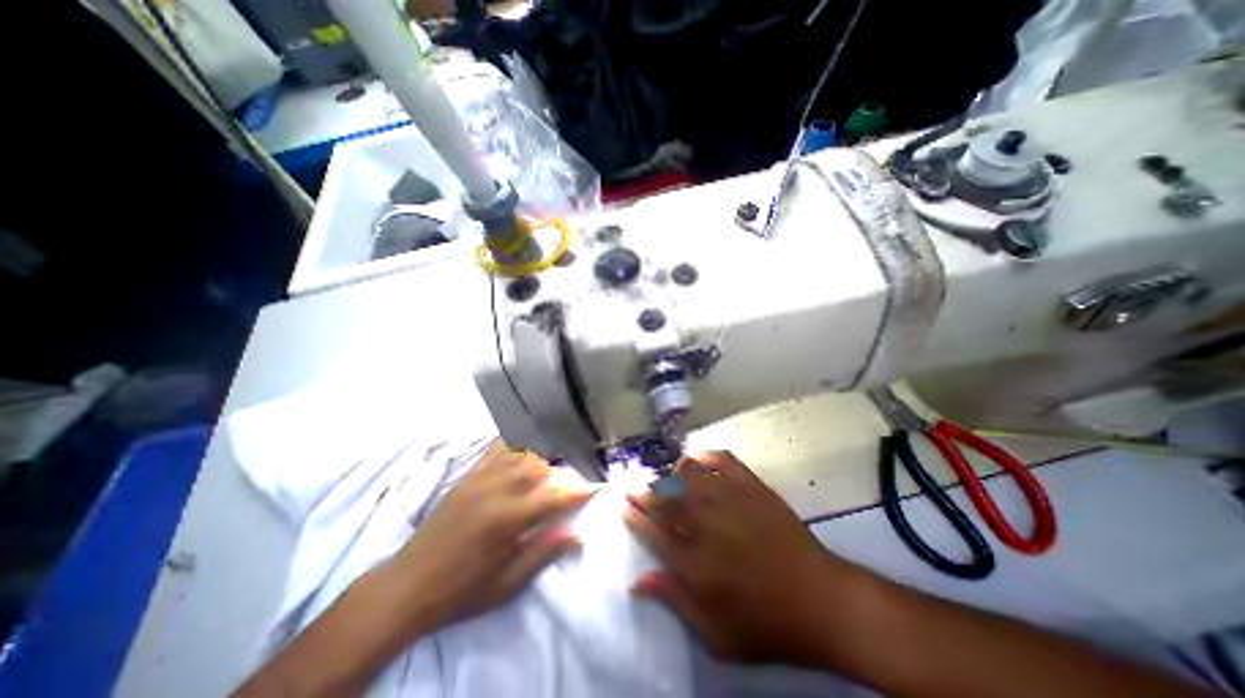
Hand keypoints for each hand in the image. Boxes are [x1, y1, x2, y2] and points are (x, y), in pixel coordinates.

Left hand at [380, 443, 591, 634]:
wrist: (407, 587)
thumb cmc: (461, 591)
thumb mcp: (506, 585)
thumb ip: (543, 553)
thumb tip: (576, 535)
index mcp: (507, 519)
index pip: (553, 497)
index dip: (576, 492)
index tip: (592, 489)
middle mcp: (496, 491)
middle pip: (538, 469)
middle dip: (559, 474)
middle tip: (569, 485)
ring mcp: (480, 480)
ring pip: (520, 456)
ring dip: (540, 460)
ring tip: (549, 472)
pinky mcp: (467, 478)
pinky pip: (495, 452)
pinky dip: (513, 446)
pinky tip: (522, 447)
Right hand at [622, 450, 845, 668]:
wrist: (821, 600)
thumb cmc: (767, 624)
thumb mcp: (717, 636)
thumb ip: (674, 603)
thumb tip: (636, 582)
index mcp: (694, 564)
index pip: (650, 530)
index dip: (631, 514)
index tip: (620, 502)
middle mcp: (706, 524)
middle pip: (663, 498)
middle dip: (643, 490)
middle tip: (633, 485)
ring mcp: (730, 500)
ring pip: (688, 473)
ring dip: (671, 472)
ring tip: (666, 477)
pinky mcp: (752, 486)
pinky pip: (721, 459)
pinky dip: (705, 455)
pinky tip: (697, 459)